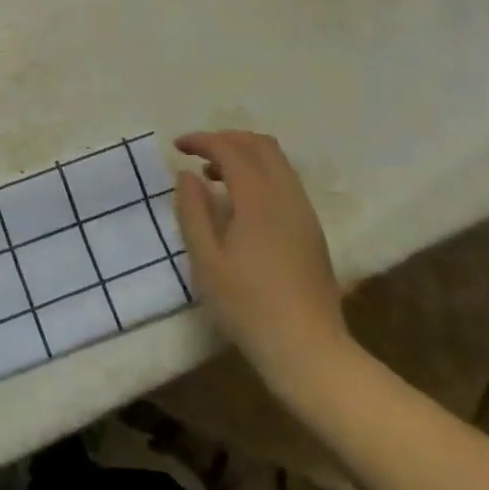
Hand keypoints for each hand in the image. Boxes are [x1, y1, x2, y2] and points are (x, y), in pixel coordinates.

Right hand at [173, 131, 356, 395]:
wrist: (307, 349)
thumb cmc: (248, 306)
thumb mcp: (206, 261)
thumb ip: (193, 211)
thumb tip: (187, 175)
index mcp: (259, 198)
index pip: (231, 149)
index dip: (203, 141)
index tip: (177, 146)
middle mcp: (287, 195)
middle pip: (260, 145)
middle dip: (226, 140)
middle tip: (196, 155)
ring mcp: (304, 212)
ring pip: (277, 162)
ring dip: (244, 156)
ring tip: (214, 178)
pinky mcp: (311, 229)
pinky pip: (285, 182)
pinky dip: (259, 174)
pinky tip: (240, 204)